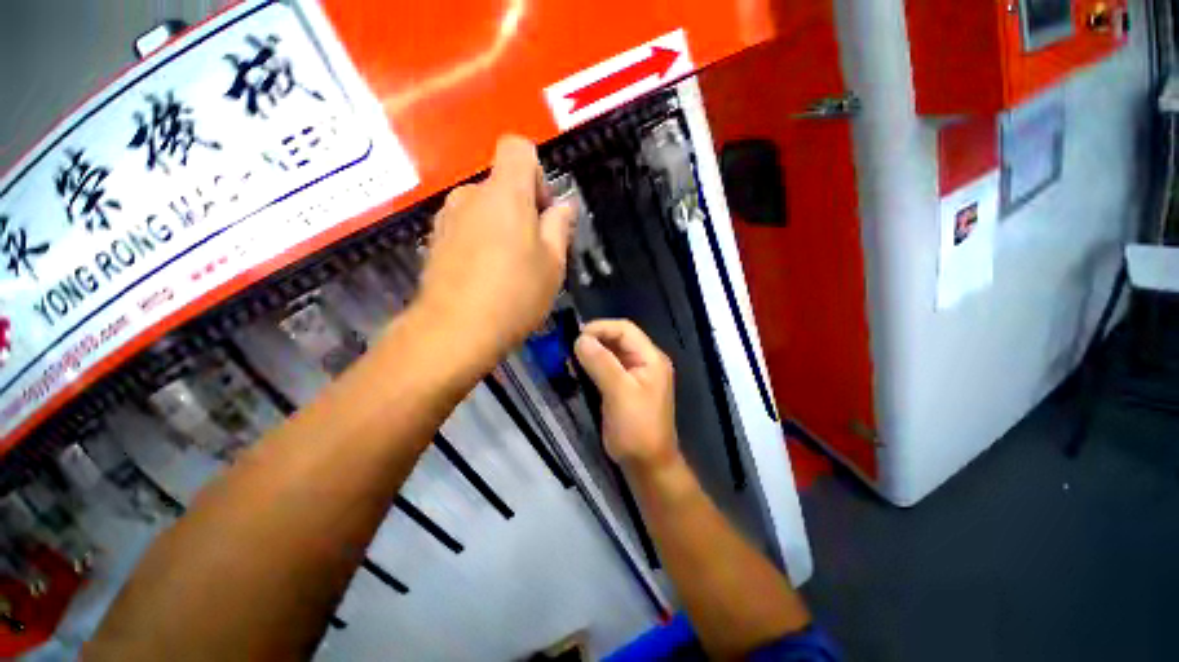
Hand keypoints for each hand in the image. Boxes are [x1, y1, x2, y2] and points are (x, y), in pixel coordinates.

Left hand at [418, 136, 574, 366]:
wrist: (454, 332)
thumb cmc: (515, 294)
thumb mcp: (553, 264)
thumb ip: (559, 227)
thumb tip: (563, 207)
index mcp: (505, 193)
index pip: (518, 149)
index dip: (537, 173)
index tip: (543, 212)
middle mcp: (470, 196)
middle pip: (501, 184)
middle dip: (522, 209)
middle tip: (534, 251)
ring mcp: (447, 219)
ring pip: (483, 209)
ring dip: (501, 227)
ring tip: (510, 268)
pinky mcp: (434, 242)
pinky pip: (465, 228)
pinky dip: (480, 241)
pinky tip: (486, 276)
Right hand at [574, 320, 680, 472]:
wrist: (647, 464)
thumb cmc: (637, 428)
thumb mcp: (619, 393)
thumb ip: (601, 363)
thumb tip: (580, 338)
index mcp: (651, 358)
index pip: (625, 329)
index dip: (601, 328)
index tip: (576, 337)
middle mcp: (645, 361)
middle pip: (618, 339)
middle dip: (594, 340)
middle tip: (570, 350)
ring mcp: (635, 374)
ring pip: (611, 353)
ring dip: (592, 353)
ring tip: (571, 360)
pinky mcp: (625, 386)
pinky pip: (608, 368)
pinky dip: (593, 366)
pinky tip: (579, 371)